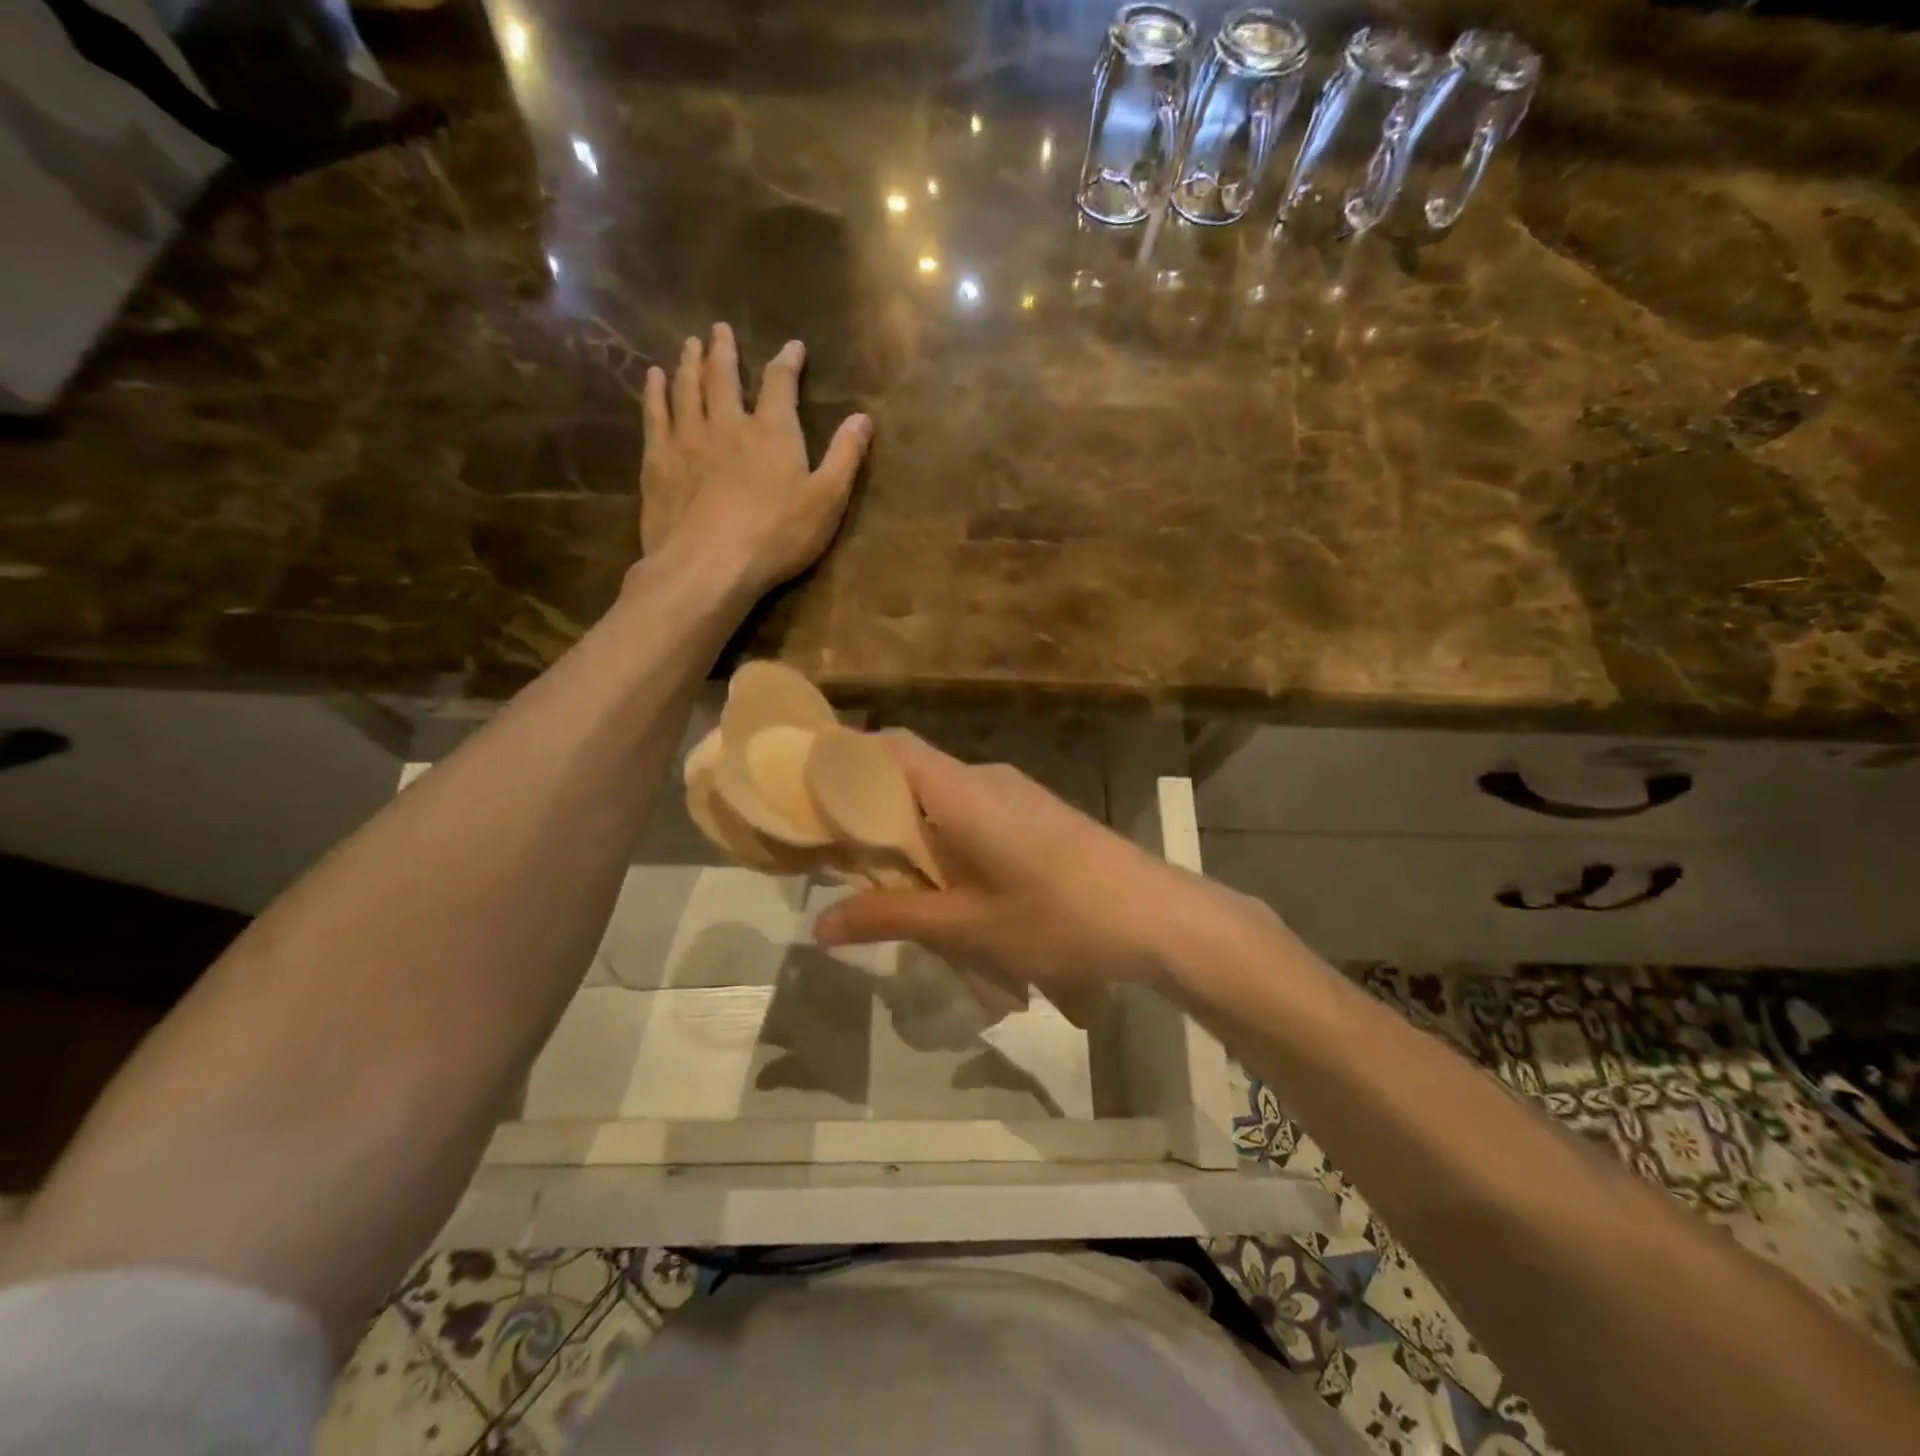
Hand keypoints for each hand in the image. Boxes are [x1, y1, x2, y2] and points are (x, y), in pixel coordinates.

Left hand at [640, 323, 871, 598]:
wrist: (709, 565)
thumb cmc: (777, 536)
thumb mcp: (827, 501)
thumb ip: (845, 457)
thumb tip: (863, 418)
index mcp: (772, 431)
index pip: (780, 384)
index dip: (787, 362)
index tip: (793, 347)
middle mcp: (727, 423)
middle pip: (723, 376)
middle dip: (724, 350)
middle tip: (719, 329)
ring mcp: (687, 439)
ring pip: (687, 388)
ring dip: (690, 363)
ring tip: (689, 344)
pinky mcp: (658, 461)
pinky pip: (654, 414)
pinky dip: (655, 392)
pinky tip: (653, 378)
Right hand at [813, 732, 1240, 995]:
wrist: (1157, 915)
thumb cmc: (1059, 916)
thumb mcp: (968, 926)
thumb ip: (892, 918)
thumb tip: (819, 924)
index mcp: (962, 790)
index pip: (890, 746)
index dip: (844, 757)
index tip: (805, 788)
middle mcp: (985, 778)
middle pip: (911, 772)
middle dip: (869, 806)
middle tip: (834, 851)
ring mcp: (1016, 794)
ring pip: (942, 796)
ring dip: (909, 829)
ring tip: (885, 881)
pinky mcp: (1036, 814)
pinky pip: (972, 811)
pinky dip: (943, 837)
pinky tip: (945, 886)